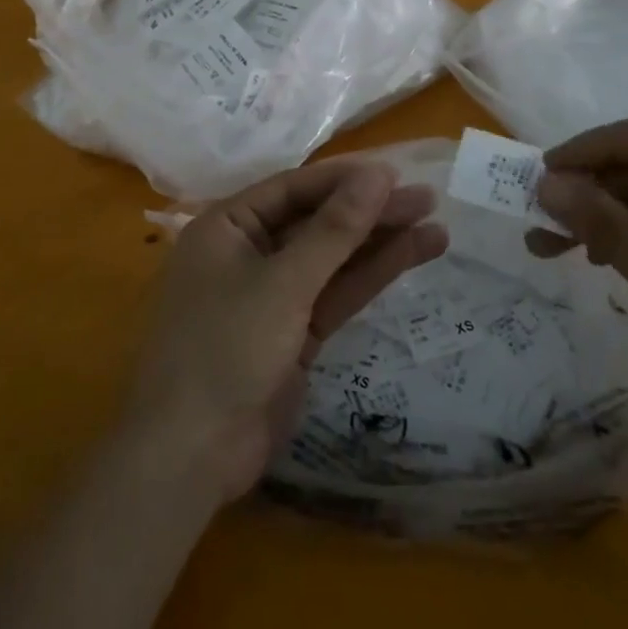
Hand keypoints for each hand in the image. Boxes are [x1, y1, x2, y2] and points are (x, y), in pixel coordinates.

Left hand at [123, 158, 446, 503]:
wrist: (192, 455)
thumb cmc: (226, 347)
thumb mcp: (283, 282)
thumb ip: (334, 229)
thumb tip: (377, 174)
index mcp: (227, 226)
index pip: (293, 188)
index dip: (345, 179)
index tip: (395, 173)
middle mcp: (248, 251)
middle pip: (316, 222)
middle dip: (369, 211)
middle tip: (427, 198)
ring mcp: (272, 295)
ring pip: (332, 258)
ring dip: (379, 242)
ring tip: (435, 224)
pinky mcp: (293, 333)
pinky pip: (335, 293)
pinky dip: (370, 276)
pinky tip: (412, 256)